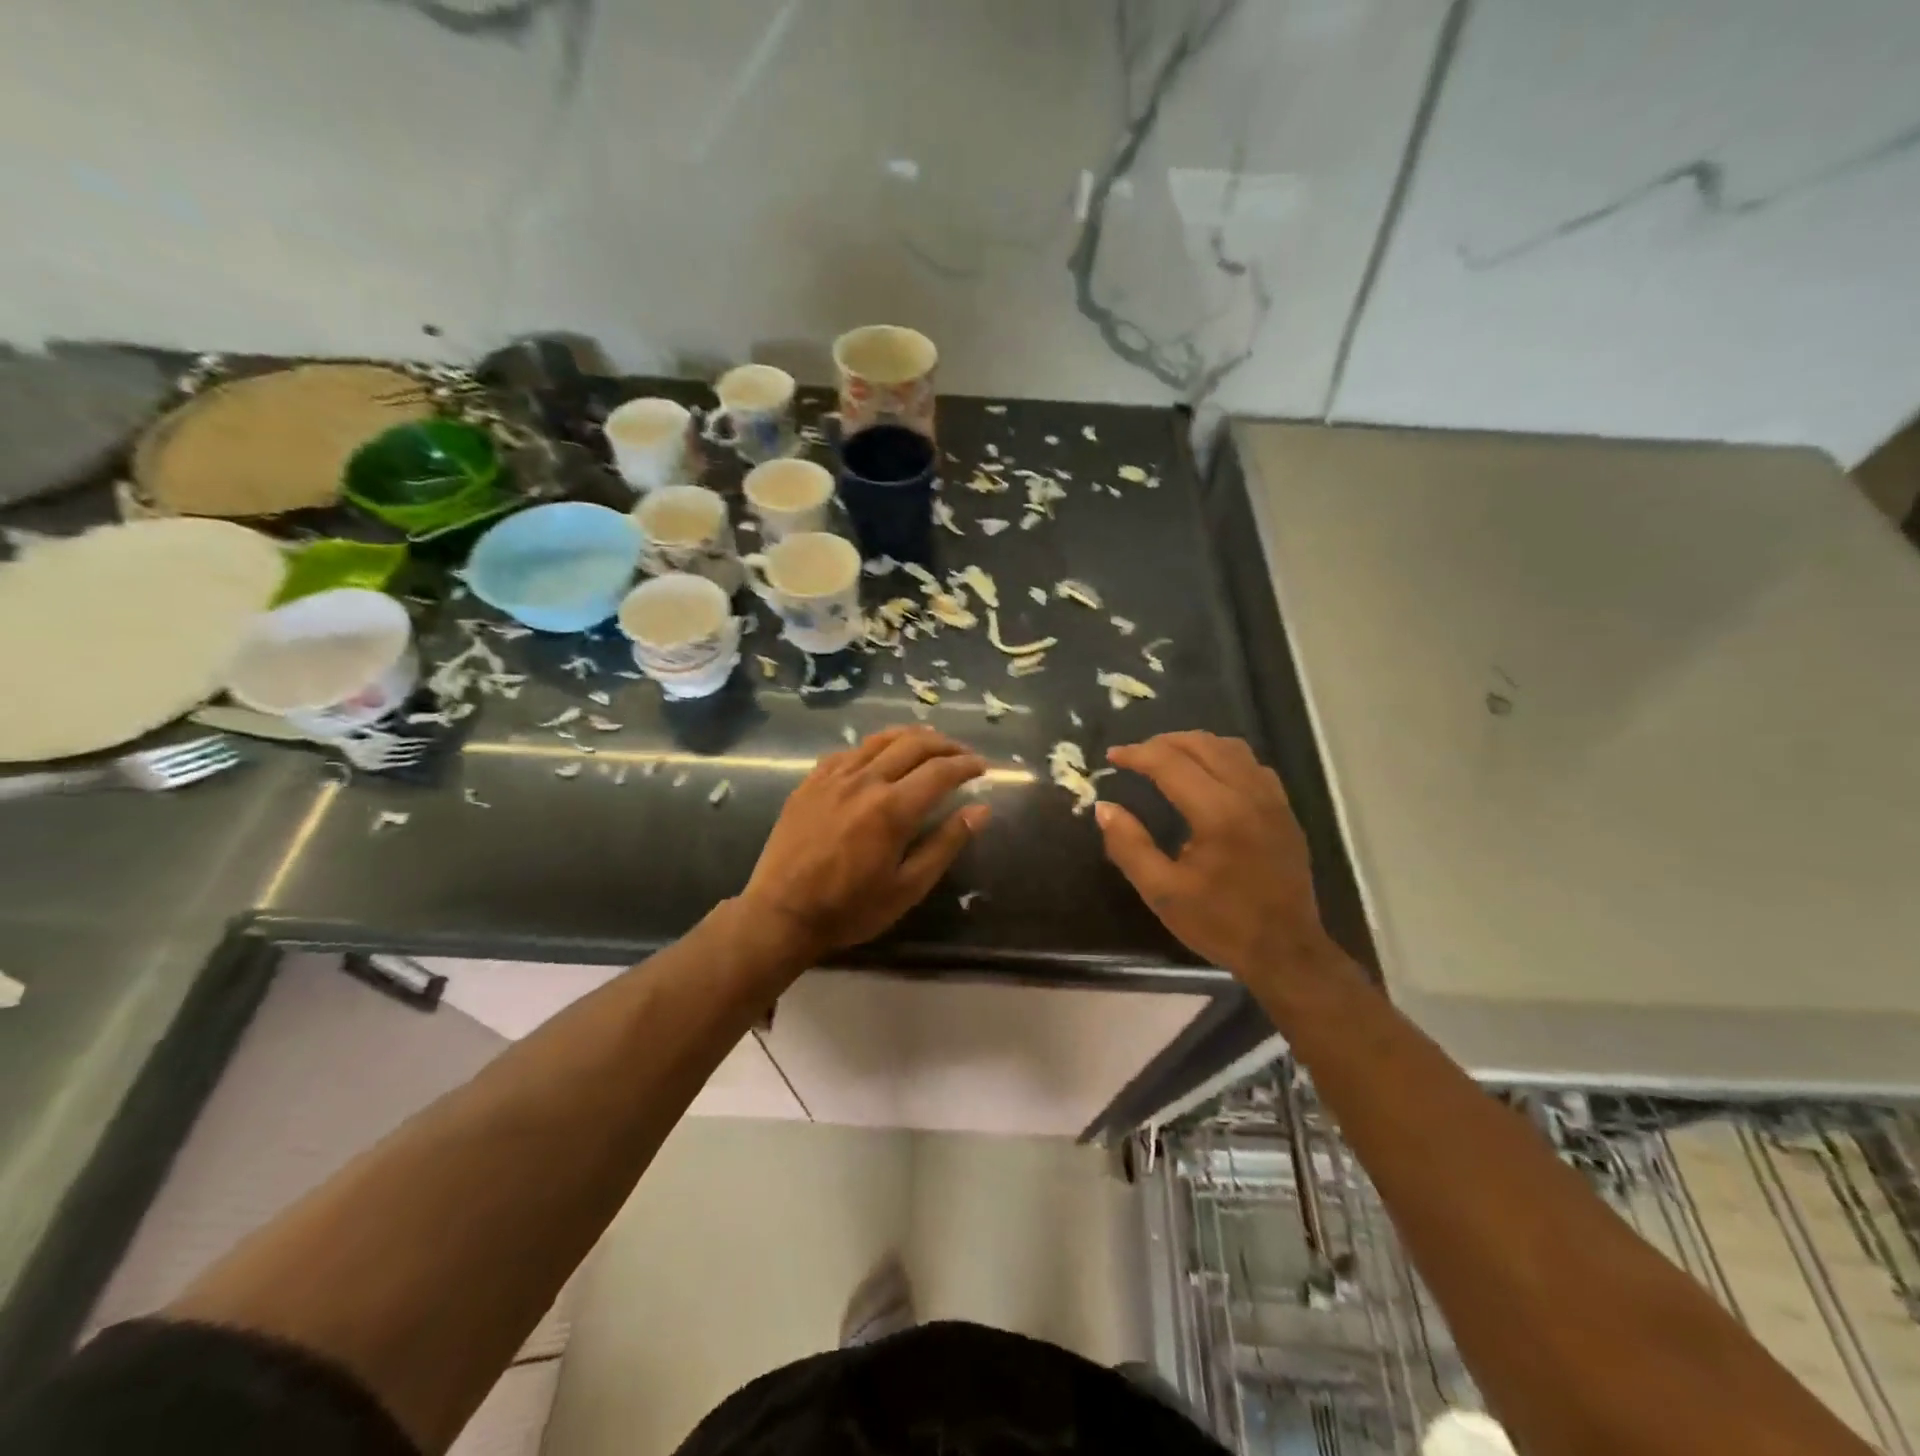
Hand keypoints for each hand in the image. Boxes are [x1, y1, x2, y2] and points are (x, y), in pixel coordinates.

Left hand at [741, 726, 990, 961]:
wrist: (781, 913)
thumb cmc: (851, 908)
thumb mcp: (908, 886)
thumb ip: (946, 844)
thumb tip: (981, 810)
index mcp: (893, 808)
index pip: (941, 771)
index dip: (966, 765)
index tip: (982, 767)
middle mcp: (866, 780)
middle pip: (914, 744)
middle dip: (945, 744)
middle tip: (961, 754)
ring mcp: (834, 776)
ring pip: (880, 739)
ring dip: (911, 736)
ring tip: (929, 743)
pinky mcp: (811, 780)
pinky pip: (850, 751)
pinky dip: (874, 746)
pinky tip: (879, 756)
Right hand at [1095, 732, 1333, 979]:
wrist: (1286, 951)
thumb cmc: (1220, 923)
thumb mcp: (1162, 893)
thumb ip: (1129, 846)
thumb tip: (1104, 808)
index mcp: (1217, 814)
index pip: (1170, 763)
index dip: (1136, 754)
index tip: (1112, 757)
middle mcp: (1248, 795)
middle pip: (1201, 744)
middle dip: (1162, 743)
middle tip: (1134, 755)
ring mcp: (1272, 800)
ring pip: (1230, 748)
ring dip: (1194, 745)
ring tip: (1166, 757)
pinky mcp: (1285, 810)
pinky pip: (1251, 765)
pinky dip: (1223, 757)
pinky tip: (1208, 775)